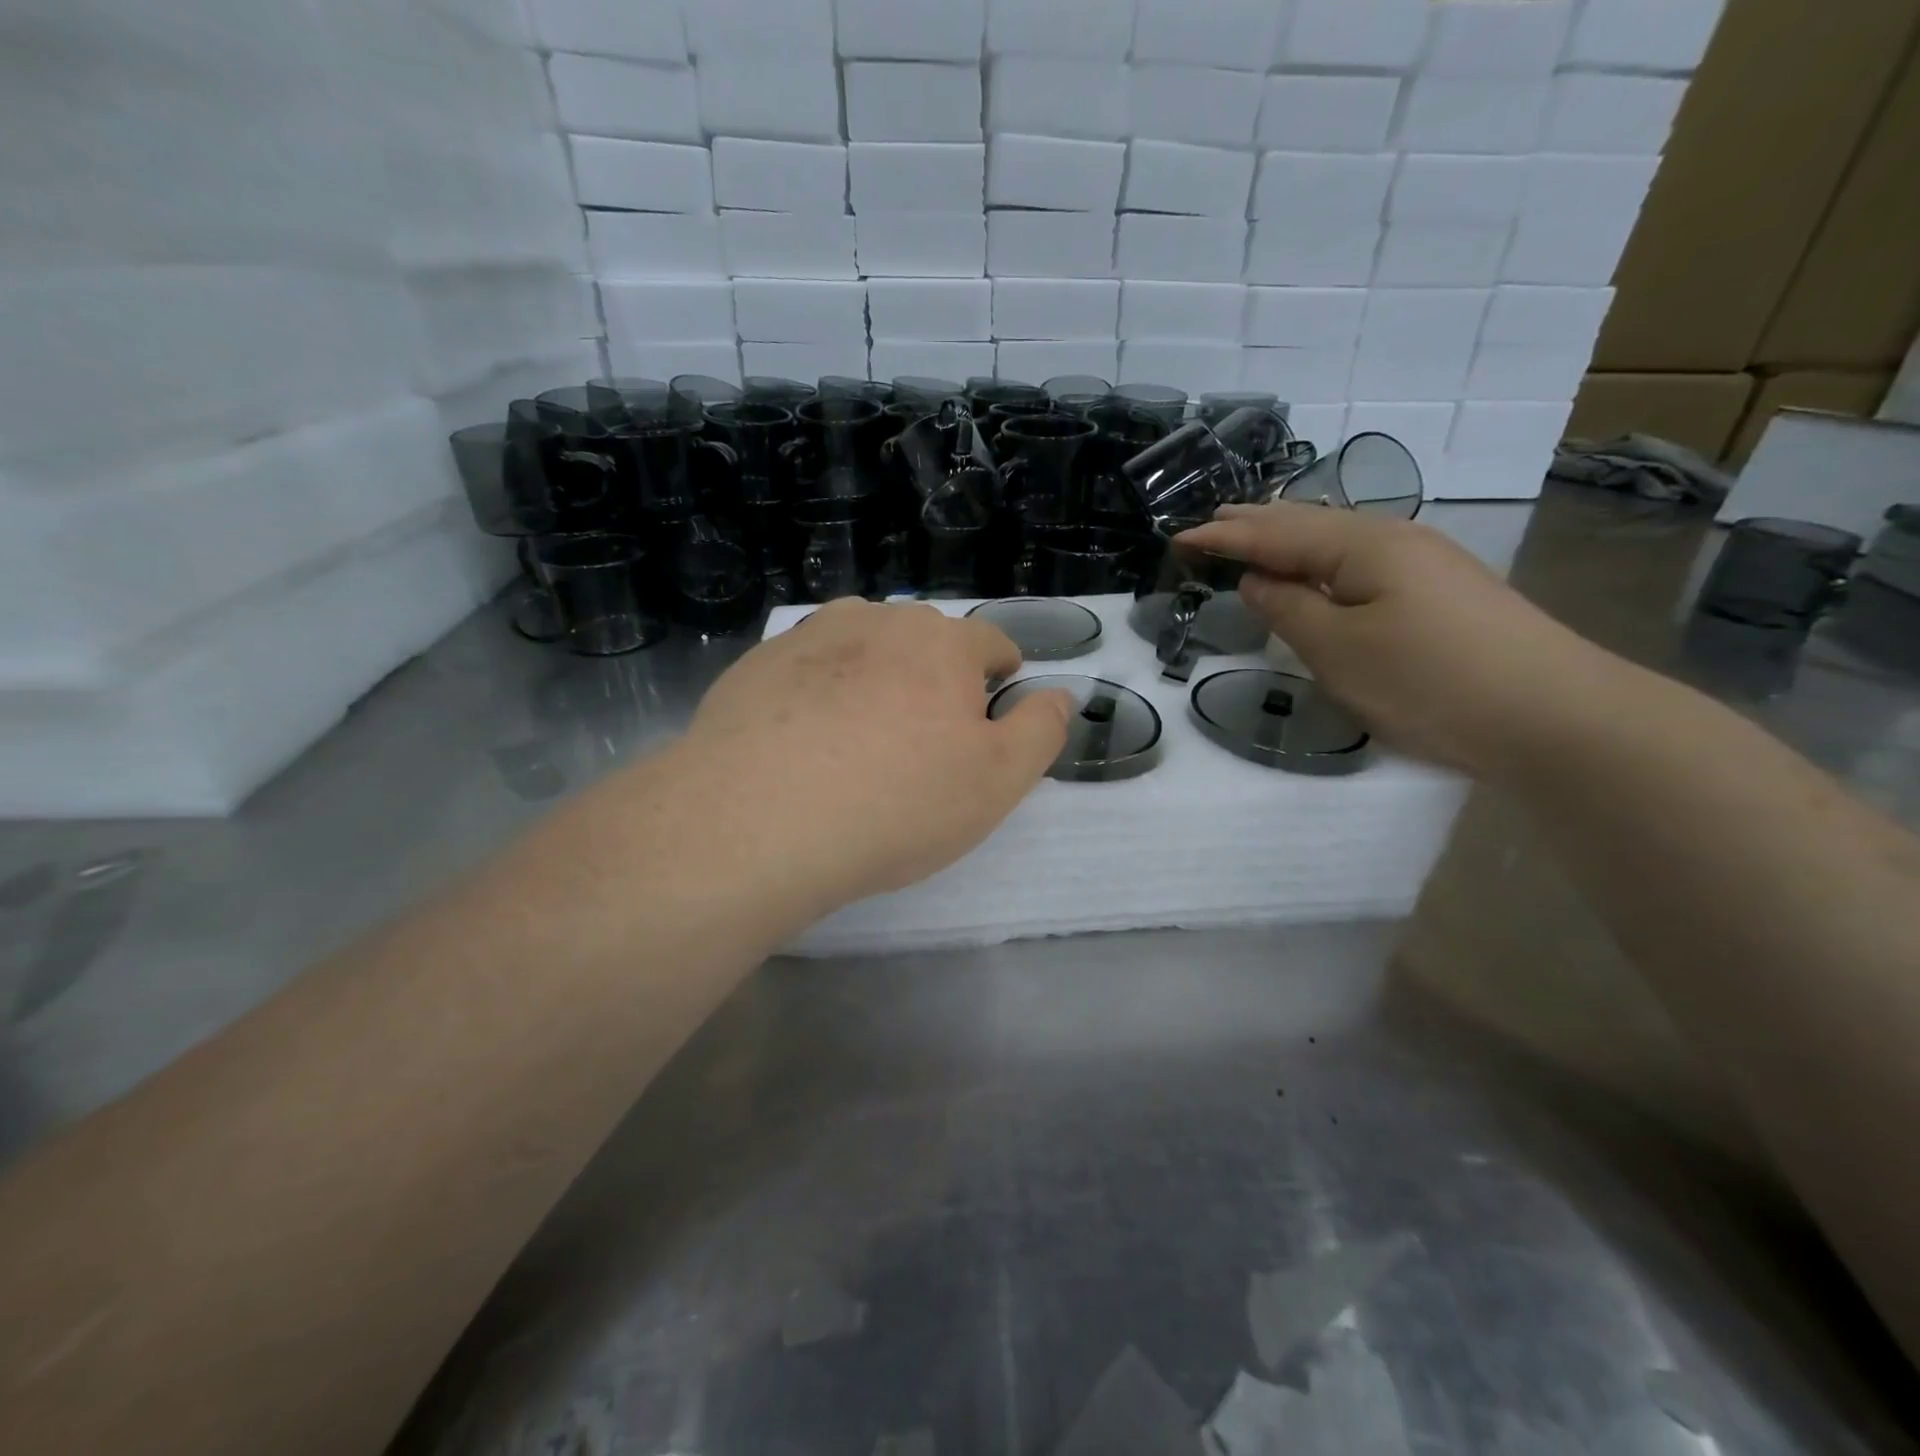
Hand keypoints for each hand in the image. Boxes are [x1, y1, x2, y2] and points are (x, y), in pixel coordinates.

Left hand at [680, 599, 1071, 912]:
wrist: (758, 822)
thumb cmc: (897, 804)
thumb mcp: (997, 782)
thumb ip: (1040, 731)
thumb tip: (1059, 695)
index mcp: (942, 643)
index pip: (990, 642)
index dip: (1001, 673)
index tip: (993, 707)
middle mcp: (877, 621)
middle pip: (923, 639)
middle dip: (935, 676)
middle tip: (925, 737)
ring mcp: (808, 638)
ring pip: (861, 644)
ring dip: (874, 673)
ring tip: (863, 731)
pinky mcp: (755, 666)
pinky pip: (805, 669)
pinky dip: (818, 691)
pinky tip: (804, 739)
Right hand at [1176, 503, 1618, 777]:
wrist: (1554, 716)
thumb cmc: (1430, 681)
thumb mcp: (1338, 651)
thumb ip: (1287, 609)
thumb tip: (1256, 580)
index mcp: (1364, 545)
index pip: (1276, 533)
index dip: (1226, 536)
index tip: (1179, 538)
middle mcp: (1395, 539)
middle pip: (1310, 524)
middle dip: (1256, 523)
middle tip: (1210, 523)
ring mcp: (1424, 564)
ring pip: (1338, 541)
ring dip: (1289, 538)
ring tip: (1253, 536)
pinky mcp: (1440, 592)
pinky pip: (1360, 563)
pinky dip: (1321, 561)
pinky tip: (1317, 569)